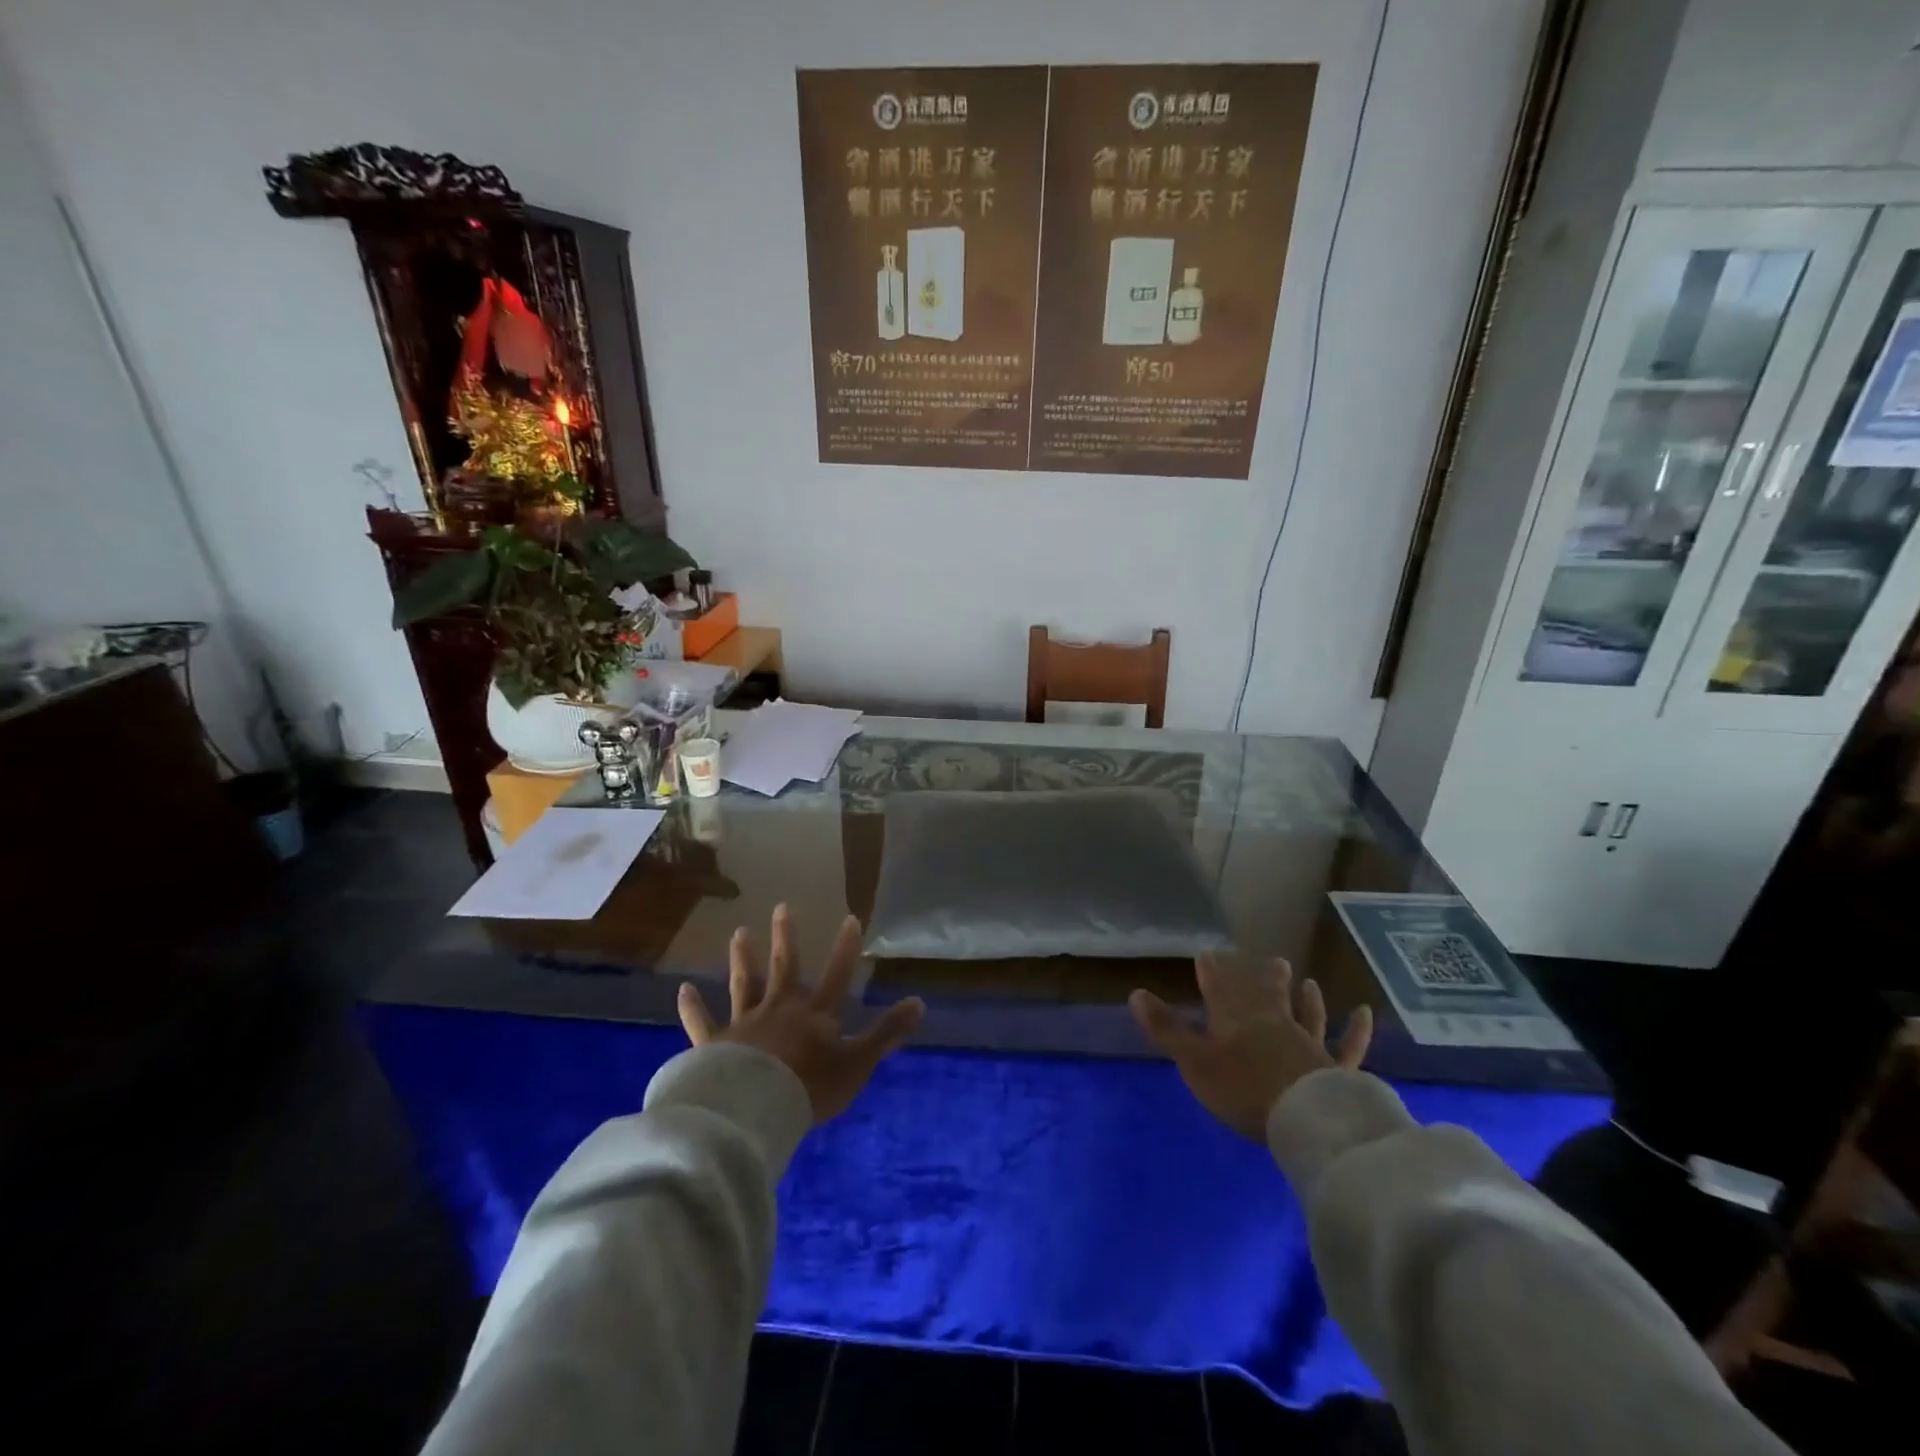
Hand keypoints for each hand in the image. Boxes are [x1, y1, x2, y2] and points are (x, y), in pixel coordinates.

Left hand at [678, 904, 925, 1124]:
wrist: (754, 1109)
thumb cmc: (810, 1087)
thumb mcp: (858, 1062)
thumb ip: (887, 1033)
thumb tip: (920, 1002)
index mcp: (815, 1016)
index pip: (836, 975)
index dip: (845, 948)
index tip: (850, 918)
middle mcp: (779, 1009)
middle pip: (783, 968)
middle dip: (784, 937)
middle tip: (780, 907)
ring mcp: (745, 1024)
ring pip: (743, 984)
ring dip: (742, 959)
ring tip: (739, 933)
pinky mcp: (714, 1045)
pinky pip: (702, 1022)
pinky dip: (692, 1007)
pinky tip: (682, 990)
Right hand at [1130, 955, 1372, 1140]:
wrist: (1304, 1118)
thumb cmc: (1242, 1089)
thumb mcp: (1194, 1061)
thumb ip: (1166, 1028)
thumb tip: (1135, 992)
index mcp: (1235, 1019)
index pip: (1219, 987)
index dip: (1212, 970)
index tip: (1207, 953)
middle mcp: (1273, 1021)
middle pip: (1265, 993)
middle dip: (1260, 976)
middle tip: (1265, 959)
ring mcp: (1308, 1042)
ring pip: (1306, 1013)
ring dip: (1305, 997)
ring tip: (1307, 980)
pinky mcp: (1335, 1067)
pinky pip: (1349, 1046)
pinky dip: (1357, 1030)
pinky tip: (1365, 1013)